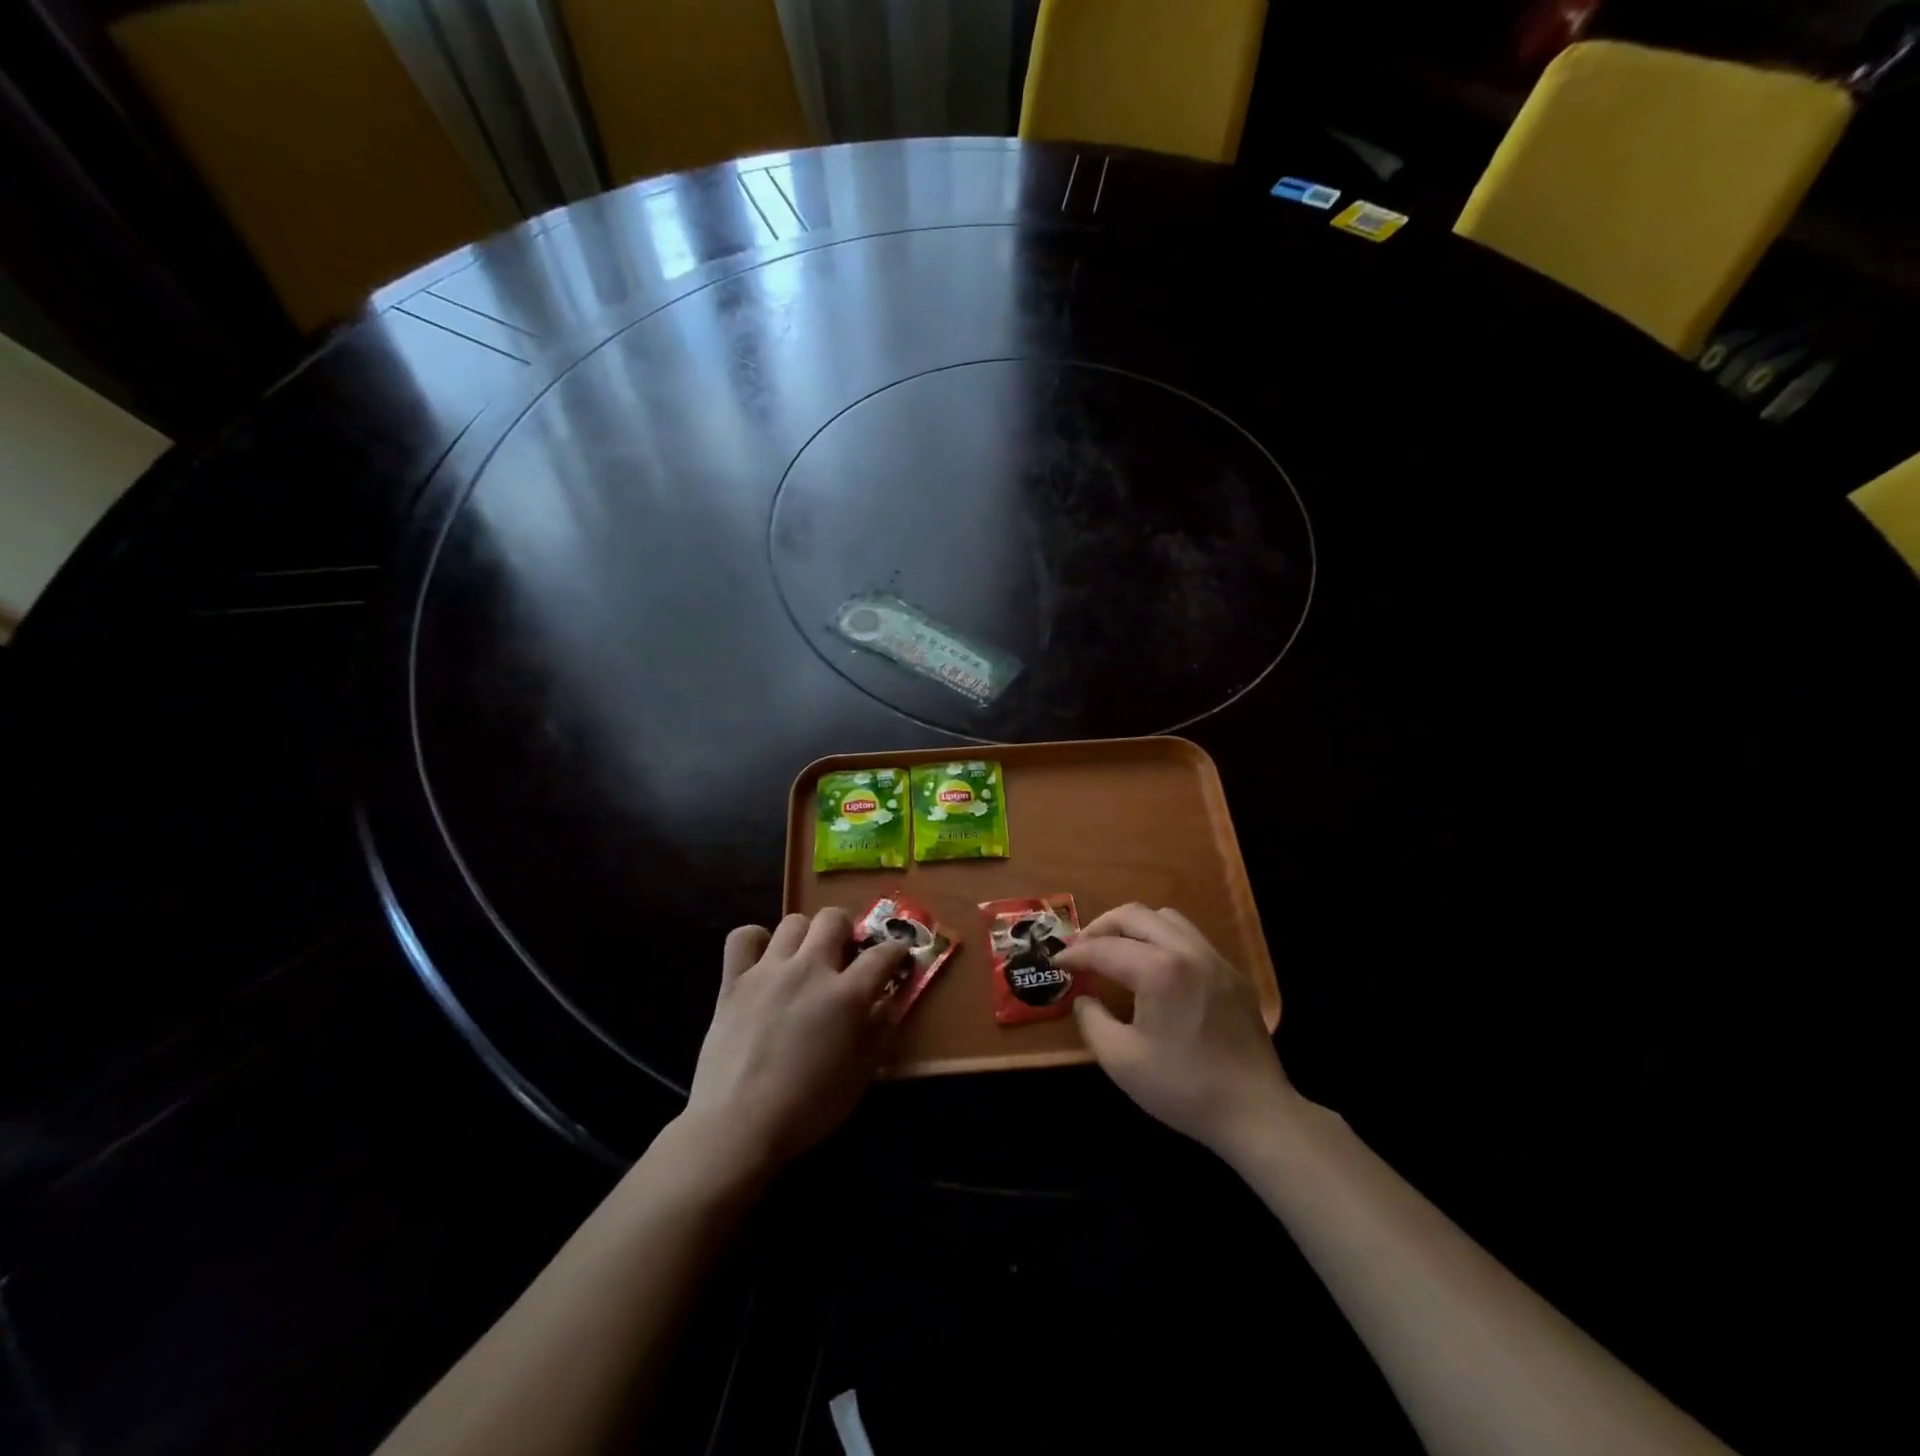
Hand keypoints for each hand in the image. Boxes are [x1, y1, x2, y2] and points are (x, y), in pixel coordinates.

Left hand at [683, 909, 910, 1173]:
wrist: (737, 1127)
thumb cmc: (807, 1109)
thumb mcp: (859, 1076)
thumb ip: (879, 1031)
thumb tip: (889, 1001)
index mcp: (846, 995)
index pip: (883, 954)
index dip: (896, 951)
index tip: (898, 957)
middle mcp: (809, 970)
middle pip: (834, 918)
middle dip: (847, 930)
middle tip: (845, 955)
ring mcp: (768, 971)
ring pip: (793, 922)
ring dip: (806, 936)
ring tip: (805, 960)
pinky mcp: (733, 980)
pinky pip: (743, 937)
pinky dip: (756, 941)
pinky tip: (763, 960)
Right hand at [1057, 904, 1294, 1160]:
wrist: (1256, 1113)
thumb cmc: (1183, 1088)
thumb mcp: (1120, 1060)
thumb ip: (1092, 1020)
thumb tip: (1084, 998)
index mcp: (1159, 970)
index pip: (1104, 948)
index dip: (1075, 953)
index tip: (1057, 961)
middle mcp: (1188, 951)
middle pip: (1135, 915)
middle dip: (1101, 927)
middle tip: (1082, 949)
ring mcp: (1215, 959)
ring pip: (1166, 918)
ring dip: (1134, 927)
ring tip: (1116, 951)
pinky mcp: (1232, 974)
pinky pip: (1190, 938)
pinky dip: (1162, 940)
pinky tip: (1155, 970)